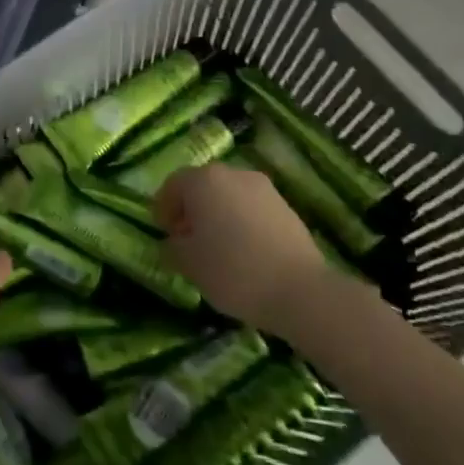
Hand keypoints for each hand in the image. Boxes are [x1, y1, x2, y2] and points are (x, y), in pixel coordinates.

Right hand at [156, 163, 329, 333]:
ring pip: (229, 196)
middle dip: (192, 209)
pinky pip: (252, 209)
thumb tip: (174, 243)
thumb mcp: (188, 264)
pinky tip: (245, 252)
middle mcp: (233, 174)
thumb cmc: (233, 270)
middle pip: (203, 186)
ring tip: (218, 248)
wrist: (300, 290)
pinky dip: (242, 222)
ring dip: (218, 215)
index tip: (164, 233)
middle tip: (188, 239)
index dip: (164, 208)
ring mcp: (263, 189)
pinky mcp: (286, 207)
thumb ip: (173, 248)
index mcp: (203, 181)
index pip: (173, 185)